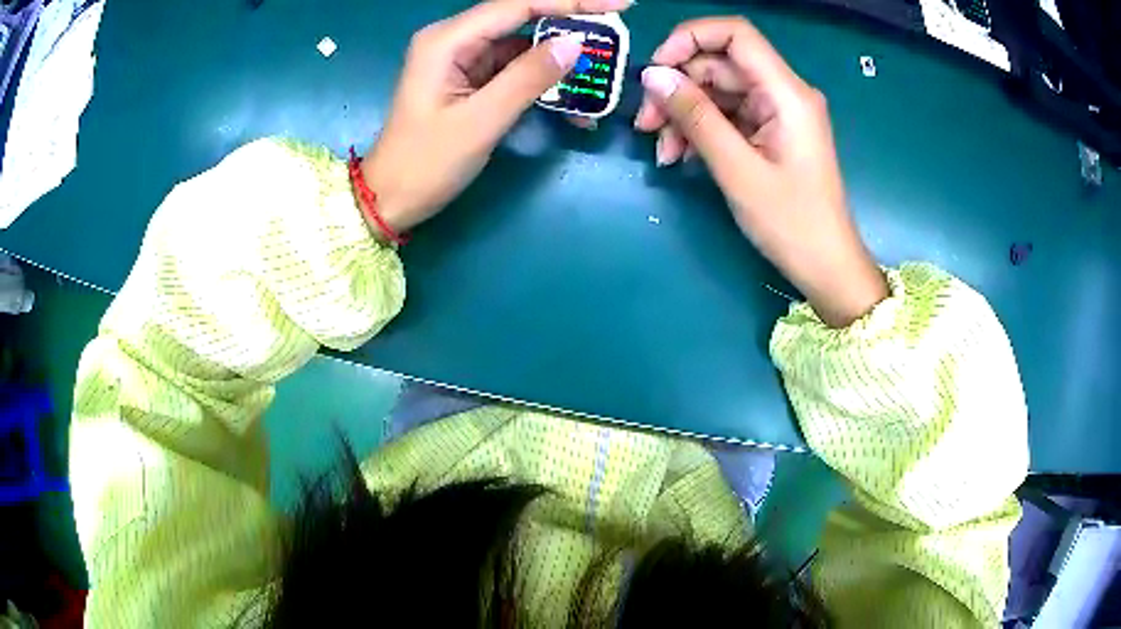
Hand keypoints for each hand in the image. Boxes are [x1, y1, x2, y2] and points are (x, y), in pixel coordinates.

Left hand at [361, 0, 630, 237]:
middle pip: (521, 19)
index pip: (518, 5)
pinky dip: (542, 82)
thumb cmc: (425, 164)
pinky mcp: (469, 80)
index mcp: (448, 41)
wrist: (390, 199)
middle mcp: (454, 40)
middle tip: (613, 39)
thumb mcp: (480, 121)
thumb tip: (575, 44)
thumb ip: (528, 78)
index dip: (571, 1)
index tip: (619, 4)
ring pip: (522, 46)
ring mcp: (461, 60)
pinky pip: (513, 69)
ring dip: (559, 62)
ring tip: (599, 79)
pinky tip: (570, 100)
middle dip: (570, 27)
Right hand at [635, 18, 887, 327]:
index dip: (689, 39)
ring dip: (684, 114)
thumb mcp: (737, 169)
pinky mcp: (769, 132)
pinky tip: (680, 157)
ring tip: (661, 151)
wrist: (826, 266)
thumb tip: (652, 77)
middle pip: (719, 65)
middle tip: (645, 124)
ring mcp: (776, 113)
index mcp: (786, 92)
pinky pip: (727, 116)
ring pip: (718, 92)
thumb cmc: (791, 223)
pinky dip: (700, 131)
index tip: (656, 69)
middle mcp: (782, 92)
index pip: (735, 34)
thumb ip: (695, 117)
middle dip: (678, 87)